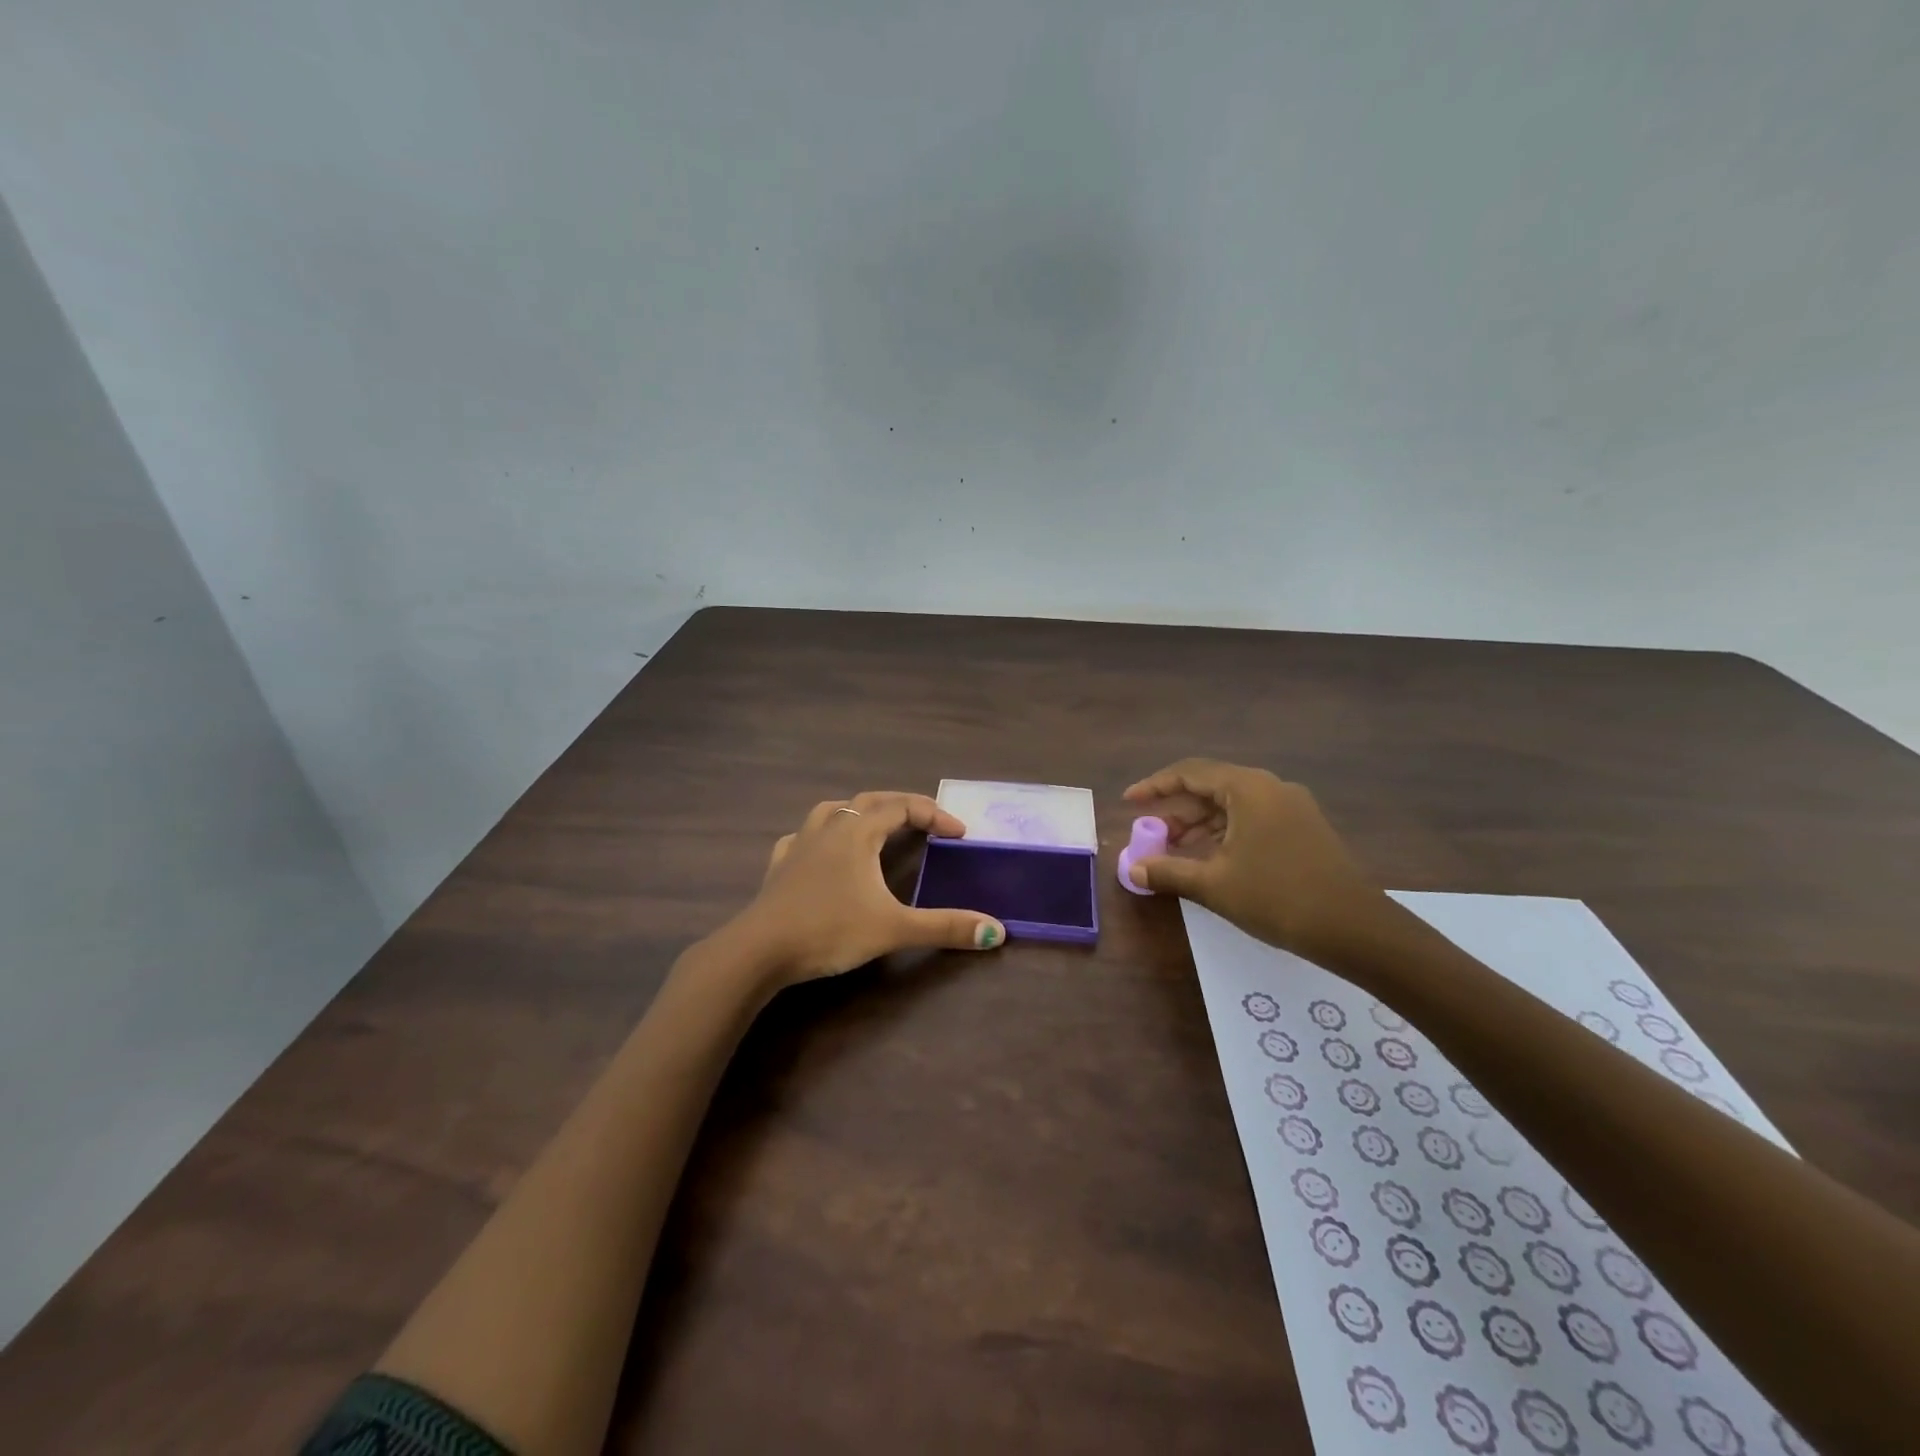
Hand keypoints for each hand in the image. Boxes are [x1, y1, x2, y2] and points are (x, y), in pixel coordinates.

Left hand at [724, 791, 1005, 986]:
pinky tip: (822, 852)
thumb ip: (945, 927)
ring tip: (875, 827)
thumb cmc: (829, 930)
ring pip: (833, 811)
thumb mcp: (893, 929)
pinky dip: (822, 836)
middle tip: (926, 823)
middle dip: (902, 806)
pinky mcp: (779, 866)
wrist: (758, 950)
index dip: (935, 814)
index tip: (960, 833)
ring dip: (860, 813)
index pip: (903, 807)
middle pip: (870, 801)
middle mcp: (829, 828)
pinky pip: (803, 837)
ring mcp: (799, 844)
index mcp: (858, 833)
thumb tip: (997, 930)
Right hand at [1122, 759, 1389, 961]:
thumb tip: (1132, 869)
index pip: (1190, 773)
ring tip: (1175, 852)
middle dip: (1177, 811)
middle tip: (1151, 835)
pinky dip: (1224, 834)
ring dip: (1199, 825)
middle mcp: (1271, 788)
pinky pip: (1252, 819)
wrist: (1354, 928)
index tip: (1129, 802)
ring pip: (1232, 806)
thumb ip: (1168, 871)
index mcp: (1248, 788)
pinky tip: (1211, 860)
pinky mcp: (1304, 829)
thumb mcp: (1214, 885)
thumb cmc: (1277, 897)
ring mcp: (1292, 807)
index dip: (1154, 786)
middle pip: (1211, 788)